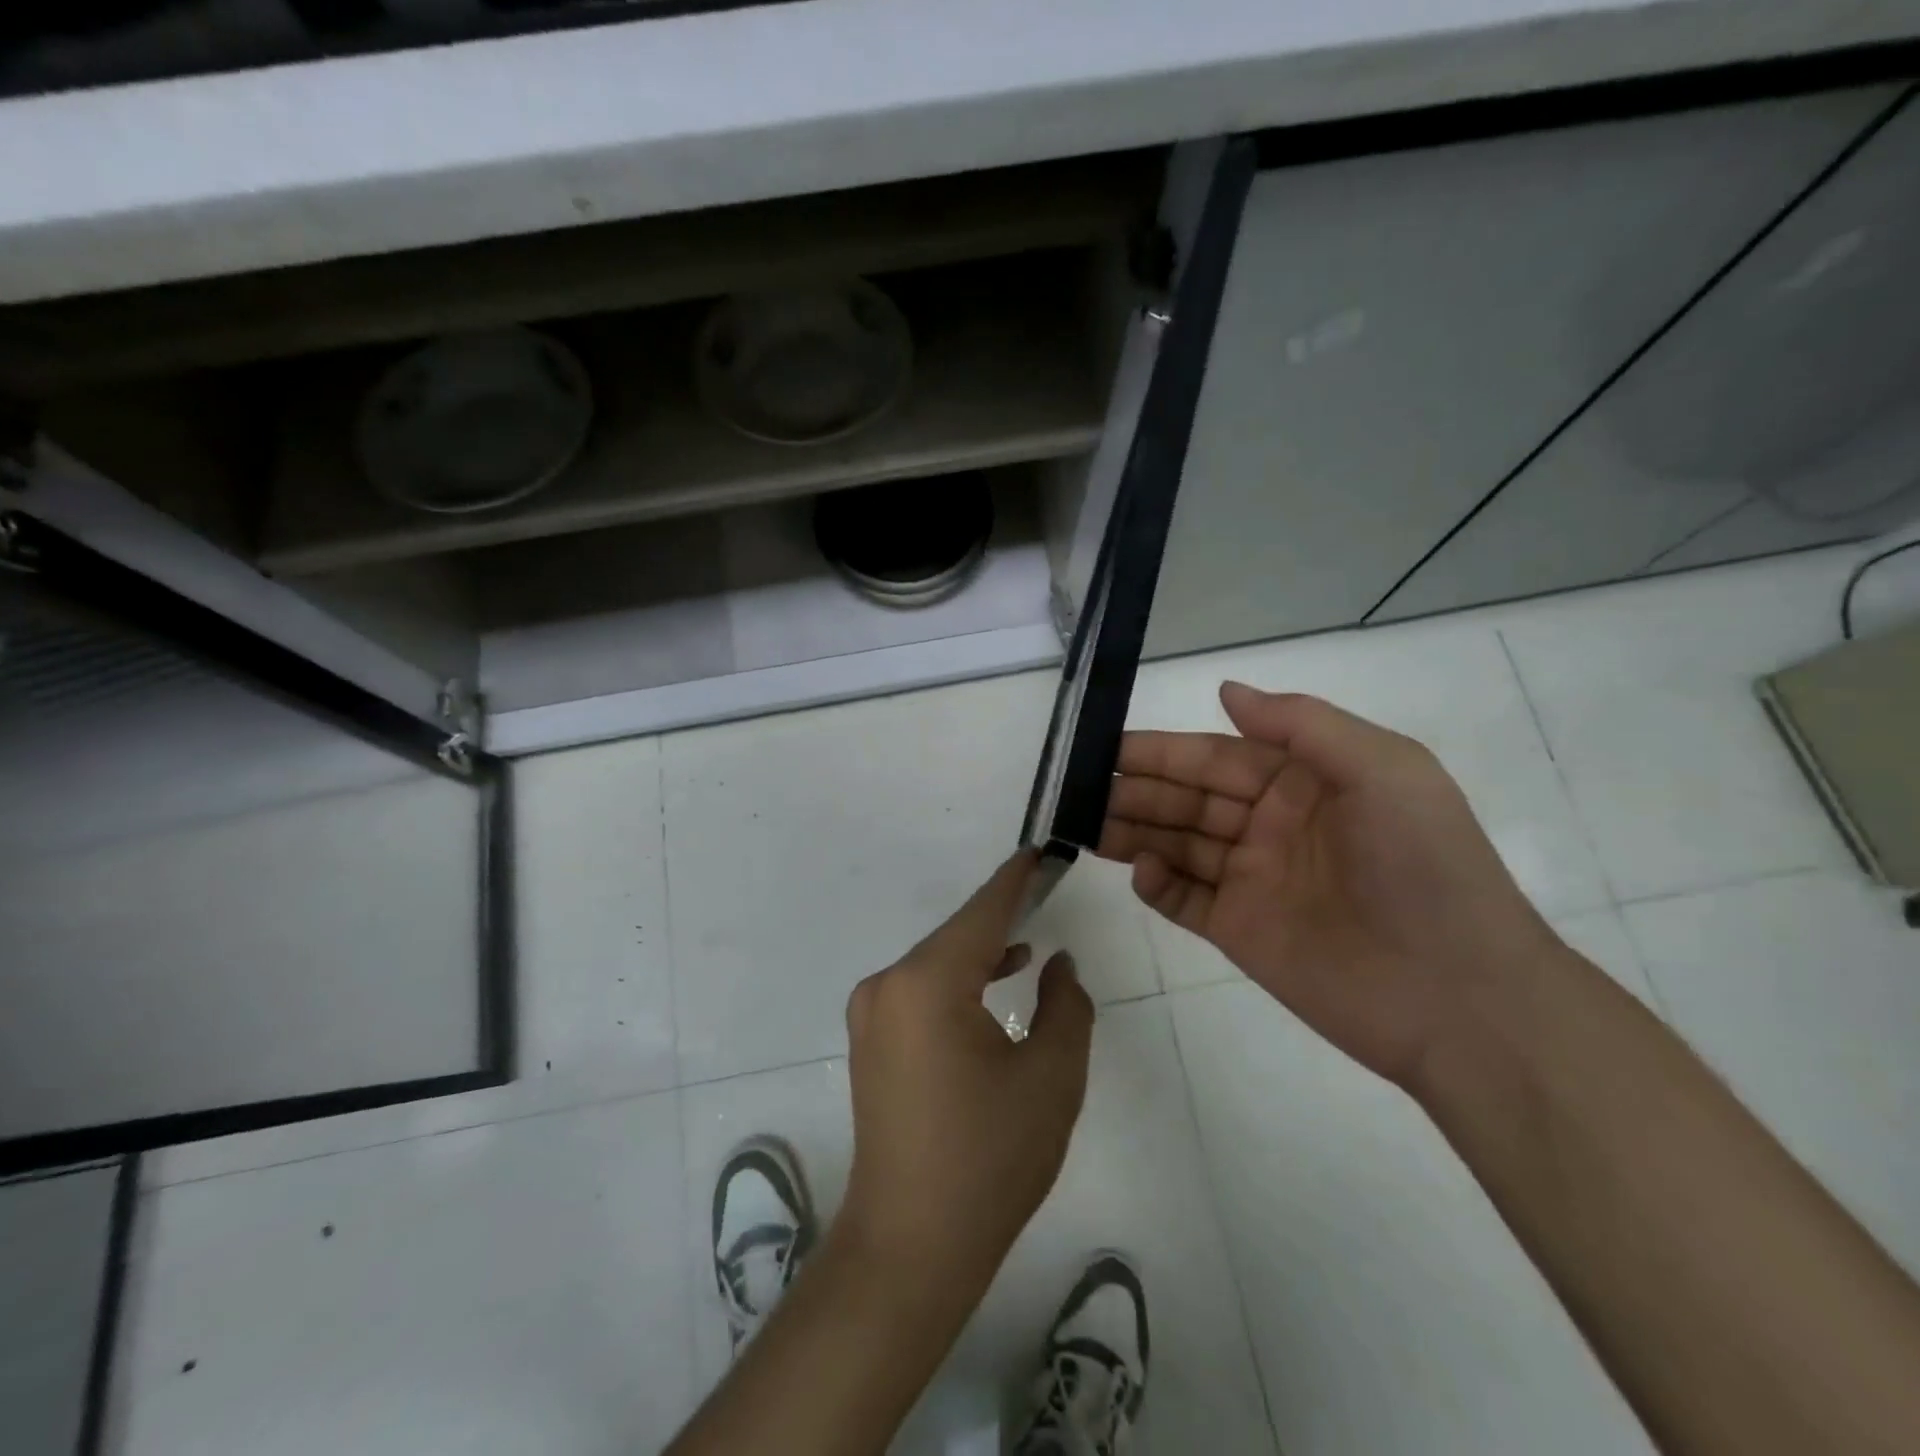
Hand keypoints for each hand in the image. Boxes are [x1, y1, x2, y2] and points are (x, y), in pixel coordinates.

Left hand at [835, 851, 1094, 1300]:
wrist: (911, 1243)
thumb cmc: (990, 1159)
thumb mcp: (1052, 1077)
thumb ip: (1067, 1005)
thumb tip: (1058, 962)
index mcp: (927, 983)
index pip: (982, 913)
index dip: (1015, 881)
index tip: (1040, 850)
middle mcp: (888, 984)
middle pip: (957, 937)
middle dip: (1002, 918)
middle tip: (1045, 892)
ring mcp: (872, 1012)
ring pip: (939, 964)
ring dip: (981, 953)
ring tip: (1028, 942)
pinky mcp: (871, 1039)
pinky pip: (922, 990)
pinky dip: (959, 981)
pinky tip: (995, 983)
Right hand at [1098, 683, 1559, 1086]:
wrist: (1460, 996)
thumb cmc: (1422, 866)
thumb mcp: (1383, 770)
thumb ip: (1302, 725)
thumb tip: (1225, 690)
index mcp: (1302, 783)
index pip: (1216, 757)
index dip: (1163, 750)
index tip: (1109, 747)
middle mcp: (1270, 826)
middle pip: (1188, 799)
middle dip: (1136, 789)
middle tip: (1079, 786)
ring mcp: (1253, 880)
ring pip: (1177, 845)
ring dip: (1132, 830)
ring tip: (1085, 822)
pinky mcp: (1240, 931)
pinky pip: (1184, 900)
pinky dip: (1156, 884)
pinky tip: (1138, 869)